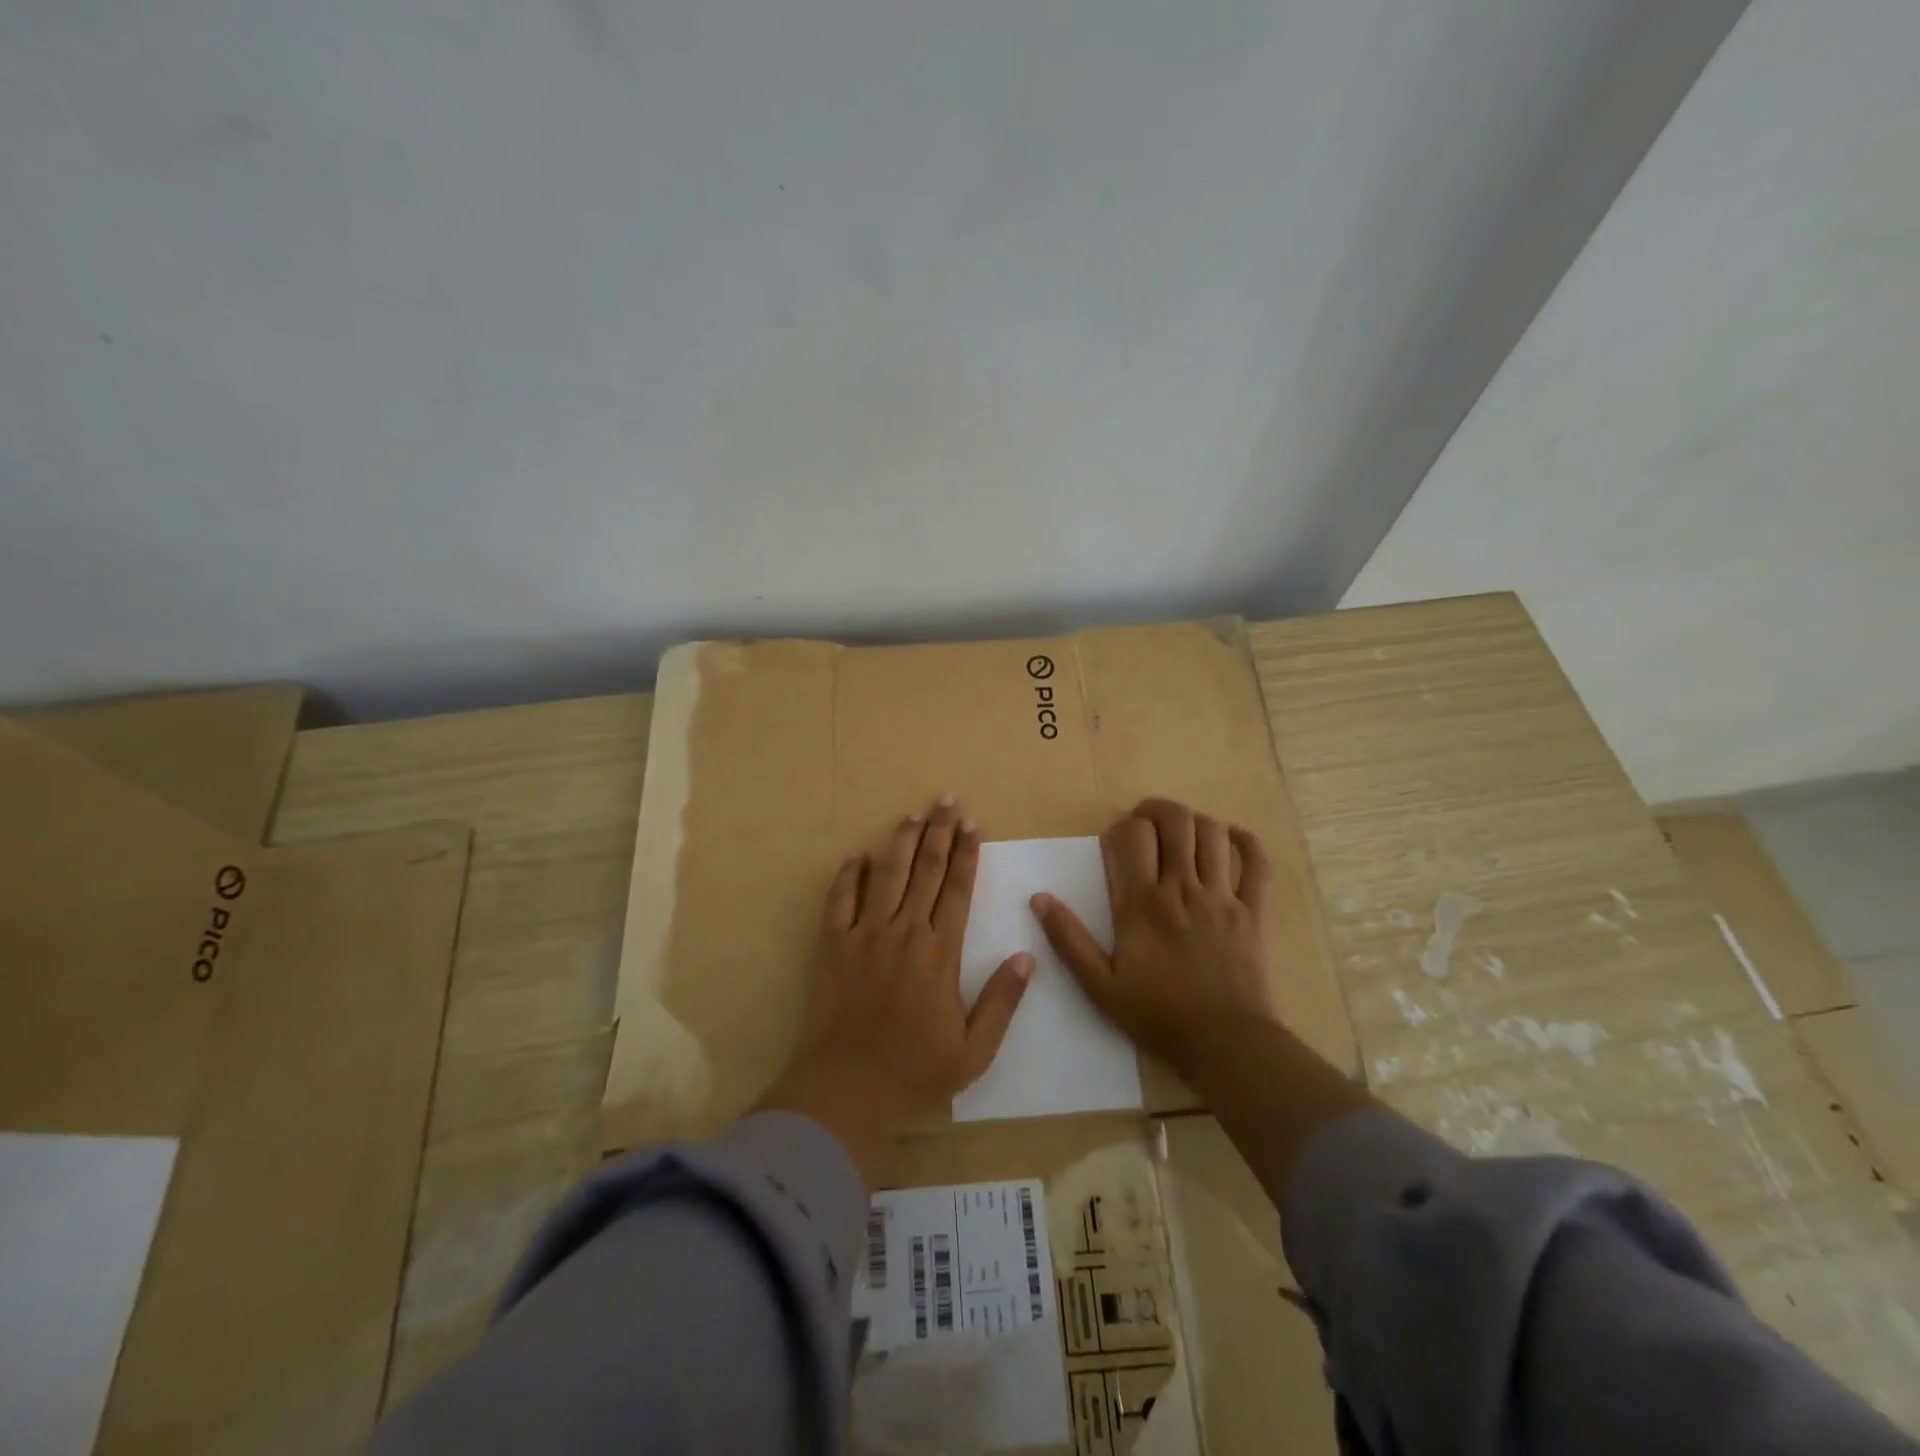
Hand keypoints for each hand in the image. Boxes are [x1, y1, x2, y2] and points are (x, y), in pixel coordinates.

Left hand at [760, 796, 1033, 1185]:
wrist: (847, 1090)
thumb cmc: (915, 1072)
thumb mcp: (973, 1050)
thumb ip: (1001, 1001)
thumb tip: (1027, 957)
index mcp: (940, 953)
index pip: (959, 889)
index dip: (968, 853)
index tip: (974, 823)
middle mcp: (904, 932)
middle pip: (926, 870)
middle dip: (939, 832)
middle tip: (947, 800)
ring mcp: (865, 935)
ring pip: (886, 875)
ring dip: (901, 842)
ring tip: (914, 814)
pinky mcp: (833, 946)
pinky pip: (840, 901)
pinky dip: (848, 876)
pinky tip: (856, 856)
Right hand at [1031, 798, 1273, 1080]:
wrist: (1225, 1044)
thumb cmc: (1158, 1015)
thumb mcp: (1099, 986)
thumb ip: (1068, 939)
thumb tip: (1039, 898)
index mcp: (1142, 904)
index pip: (1134, 836)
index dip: (1123, 826)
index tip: (1117, 840)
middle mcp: (1183, 888)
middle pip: (1176, 822)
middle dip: (1158, 810)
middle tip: (1147, 822)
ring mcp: (1222, 897)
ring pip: (1214, 833)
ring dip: (1196, 821)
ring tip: (1183, 832)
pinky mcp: (1254, 912)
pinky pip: (1258, 864)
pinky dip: (1247, 843)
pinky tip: (1232, 839)